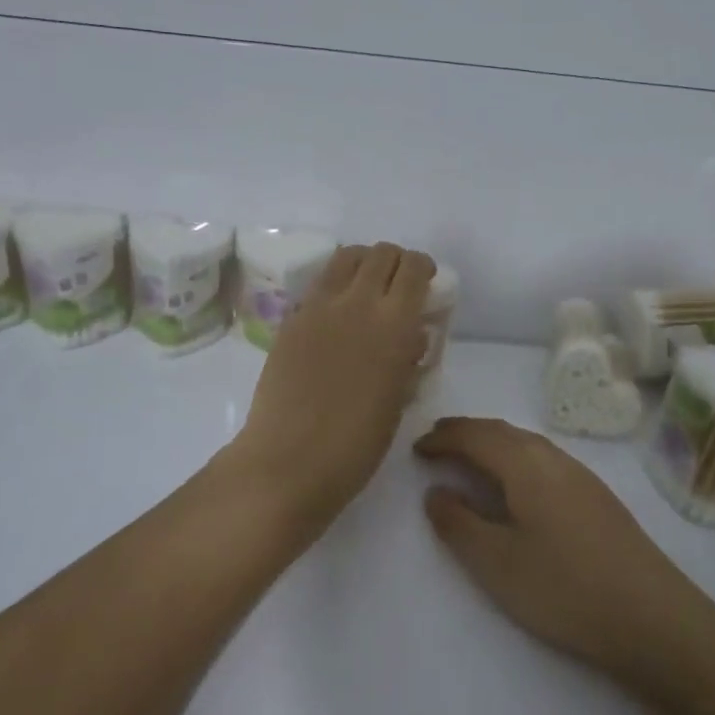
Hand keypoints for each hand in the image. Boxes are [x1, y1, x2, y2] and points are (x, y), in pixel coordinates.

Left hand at [228, 243, 433, 526]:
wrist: (288, 461)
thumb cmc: (355, 444)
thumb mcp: (398, 400)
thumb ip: (407, 359)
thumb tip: (412, 336)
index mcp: (394, 324)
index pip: (413, 268)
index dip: (423, 268)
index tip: (426, 284)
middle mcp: (358, 302)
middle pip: (381, 253)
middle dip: (396, 262)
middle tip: (398, 287)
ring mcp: (319, 307)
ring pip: (346, 257)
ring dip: (364, 263)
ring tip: (366, 289)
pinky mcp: (291, 319)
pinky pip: (319, 284)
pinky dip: (335, 284)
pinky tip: (335, 314)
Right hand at [414, 418, 711, 696]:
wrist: (655, 619)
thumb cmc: (565, 589)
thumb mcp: (497, 563)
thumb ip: (459, 523)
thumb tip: (435, 492)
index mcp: (525, 465)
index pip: (474, 436)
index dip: (442, 439)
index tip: (416, 449)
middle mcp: (553, 457)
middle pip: (501, 431)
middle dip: (465, 432)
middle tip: (436, 443)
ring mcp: (581, 475)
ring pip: (526, 443)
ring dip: (492, 443)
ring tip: (470, 458)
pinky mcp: (598, 497)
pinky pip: (543, 459)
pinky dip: (516, 458)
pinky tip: (518, 484)